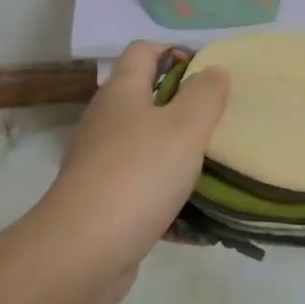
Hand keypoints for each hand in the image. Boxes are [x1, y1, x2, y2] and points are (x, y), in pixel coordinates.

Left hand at [36, 42, 228, 303]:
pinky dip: (170, 202)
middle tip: (222, 125)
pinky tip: (200, 223)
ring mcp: (102, 164)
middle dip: (186, 110)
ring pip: (149, 149)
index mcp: (122, 92)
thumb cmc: (138, 175)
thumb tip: (213, 70)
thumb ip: (204, 95)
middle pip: (148, 100)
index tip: (210, 75)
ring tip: (219, 172)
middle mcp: (107, 121)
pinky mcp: (105, 203)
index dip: (176, 53)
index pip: (144, 51)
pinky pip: (145, 193)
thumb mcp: (184, 127)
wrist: (82, 252)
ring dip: (181, 160)